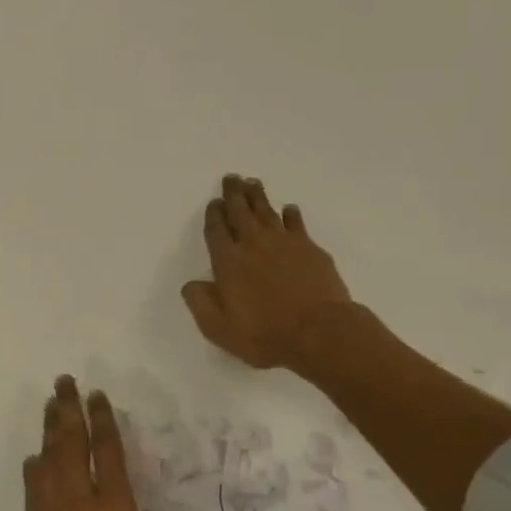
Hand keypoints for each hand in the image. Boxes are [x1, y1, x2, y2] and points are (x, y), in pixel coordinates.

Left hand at [17, 378, 216, 510]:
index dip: (103, 421)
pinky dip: (35, 465)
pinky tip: (35, 458)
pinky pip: (34, 487)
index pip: (107, 453)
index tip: (97, 396)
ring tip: (50, 404)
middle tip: (64, 382)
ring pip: (49, 459)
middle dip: (68, 410)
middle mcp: (78, 503)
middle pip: (70, 444)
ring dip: (49, 429)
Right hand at [183, 175, 354, 371]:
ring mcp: (285, 243)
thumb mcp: (218, 327)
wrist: (320, 331)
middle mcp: (254, 244)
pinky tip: (289, 209)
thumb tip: (191, 283)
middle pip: (240, 212)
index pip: (217, 230)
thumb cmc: (264, 333)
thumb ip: (200, 302)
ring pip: (267, 212)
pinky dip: (291, 215)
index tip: (214, 202)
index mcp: (228, 261)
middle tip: (231, 178)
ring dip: (258, 196)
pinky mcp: (310, 249)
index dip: (214, 214)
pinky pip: (296, 224)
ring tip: (252, 182)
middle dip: (234, 194)